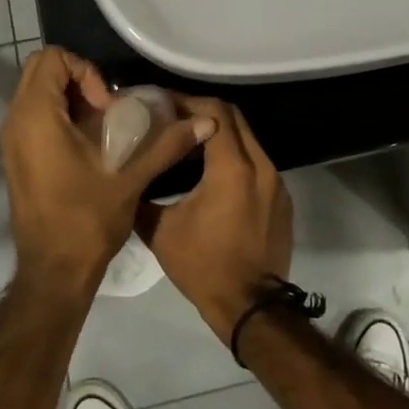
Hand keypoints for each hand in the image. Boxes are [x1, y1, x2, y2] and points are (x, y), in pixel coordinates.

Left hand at [0, 47, 213, 295]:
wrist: (54, 271)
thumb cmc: (86, 221)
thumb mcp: (131, 179)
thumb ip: (166, 144)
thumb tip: (207, 123)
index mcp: (36, 118)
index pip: (52, 59)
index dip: (85, 72)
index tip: (106, 107)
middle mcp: (15, 121)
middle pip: (41, 70)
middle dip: (78, 80)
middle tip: (107, 110)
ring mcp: (11, 140)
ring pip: (36, 92)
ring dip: (70, 98)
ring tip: (102, 127)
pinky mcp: (15, 156)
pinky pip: (34, 114)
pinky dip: (60, 115)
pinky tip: (88, 145)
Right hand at [139, 98, 293, 341]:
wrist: (251, 306)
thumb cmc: (204, 266)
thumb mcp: (161, 230)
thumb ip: (143, 196)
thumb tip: (126, 176)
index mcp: (232, 167)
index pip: (214, 111)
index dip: (187, 101)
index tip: (162, 104)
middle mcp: (260, 165)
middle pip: (234, 117)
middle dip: (203, 110)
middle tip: (173, 117)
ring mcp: (276, 181)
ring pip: (248, 139)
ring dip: (221, 133)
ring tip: (190, 142)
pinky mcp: (282, 198)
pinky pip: (257, 162)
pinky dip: (235, 156)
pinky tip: (213, 172)